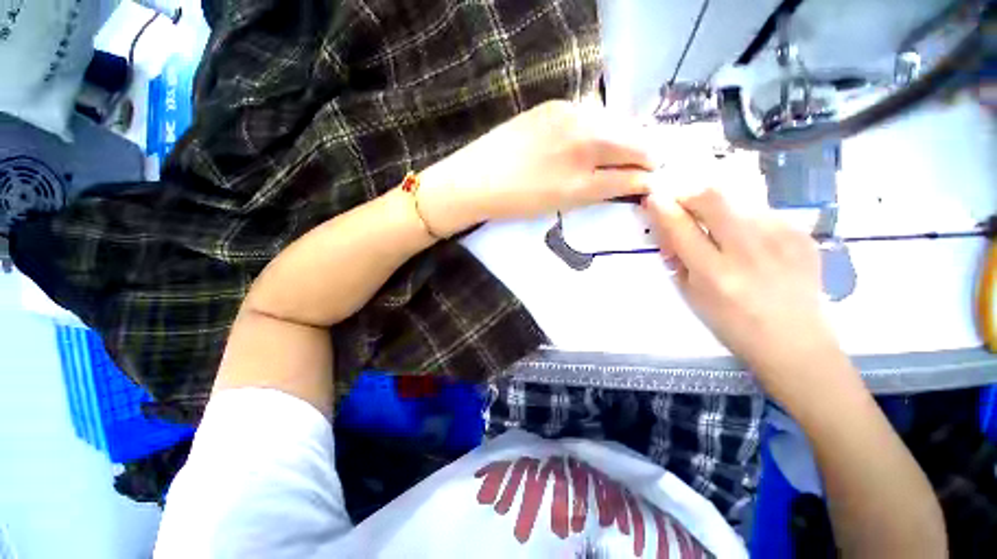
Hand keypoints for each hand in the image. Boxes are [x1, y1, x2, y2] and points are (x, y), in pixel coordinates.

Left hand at [418, 100, 653, 236]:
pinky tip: (595, 137)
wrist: (475, 180)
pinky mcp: (554, 105)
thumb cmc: (516, 201)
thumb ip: (599, 189)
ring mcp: (568, 117)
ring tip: (624, 150)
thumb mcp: (562, 203)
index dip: (648, 177)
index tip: (654, 179)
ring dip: (626, 137)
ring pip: (616, 124)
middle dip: (645, 154)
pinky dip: (603, 125)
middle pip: (633, 142)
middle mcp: (583, 141)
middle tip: (646, 164)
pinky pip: (593, 113)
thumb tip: (630, 180)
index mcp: (583, 179)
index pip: (632, 174)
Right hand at [645, 176, 851, 401]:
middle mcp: (749, 251)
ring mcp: (782, 238)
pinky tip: (750, 241)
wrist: (796, 342)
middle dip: (689, 193)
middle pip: (713, 196)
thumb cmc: (732, 325)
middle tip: (683, 204)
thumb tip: (666, 225)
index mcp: (715, 274)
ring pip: (738, 199)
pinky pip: (762, 211)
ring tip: (720, 230)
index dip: (662, 207)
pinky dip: (745, 218)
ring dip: (718, 208)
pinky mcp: (802, 233)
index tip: (653, 197)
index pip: (680, 227)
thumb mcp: (692, 295)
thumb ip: (676, 257)